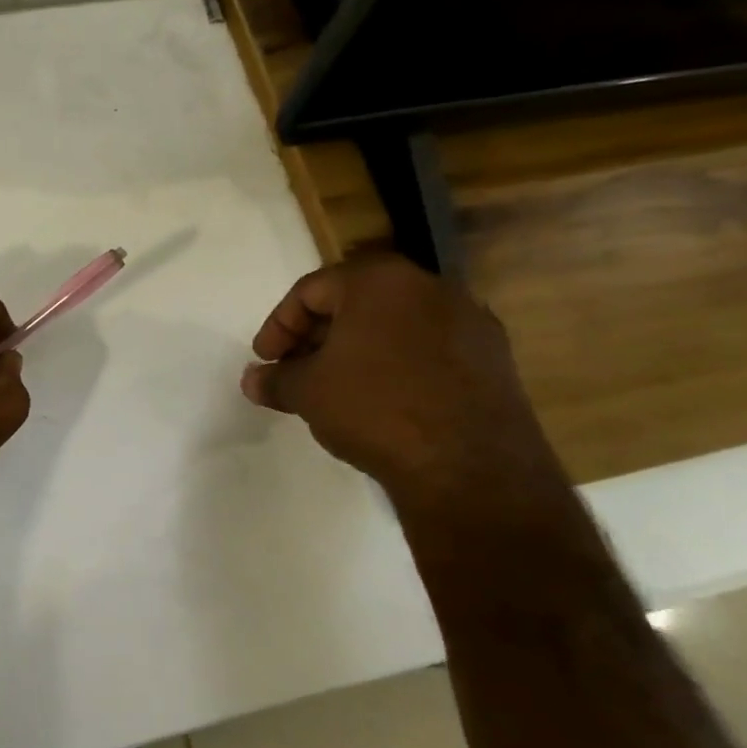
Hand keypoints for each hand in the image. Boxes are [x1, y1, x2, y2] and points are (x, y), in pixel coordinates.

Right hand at [240, 248, 565, 513]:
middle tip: (295, 371)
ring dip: (357, 351)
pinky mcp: (494, 358)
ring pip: (394, 326)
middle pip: (355, 302)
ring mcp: (468, 321)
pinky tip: (382, 402)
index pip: (311, 290)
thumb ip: (275, 379)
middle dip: (317, 336)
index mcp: (379, 280)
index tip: (266, 359)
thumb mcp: (307, 393)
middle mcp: (428, 286)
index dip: (279, 325)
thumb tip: (252, 380)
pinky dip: (397, 366)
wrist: (470, 467)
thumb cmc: (375, 409)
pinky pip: (427, 350)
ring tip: (335, 389)